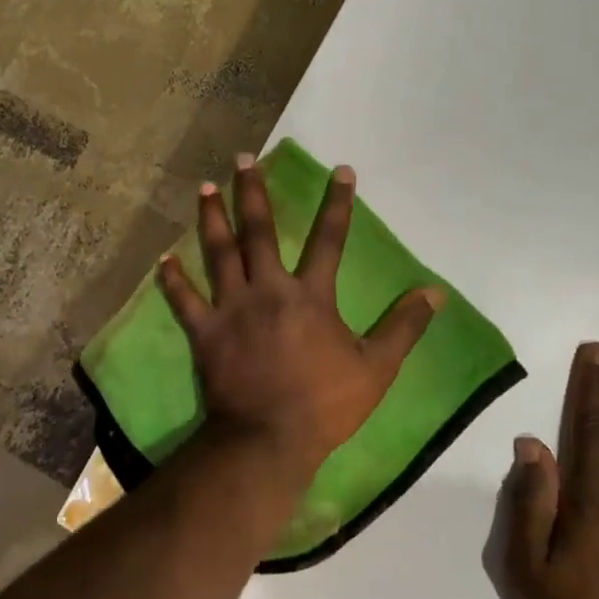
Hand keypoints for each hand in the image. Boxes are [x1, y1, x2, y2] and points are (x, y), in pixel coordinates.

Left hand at [157, 154, 441, 474]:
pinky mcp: (204, 332)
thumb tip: (435, 292)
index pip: (329, 240)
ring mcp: (231, 309)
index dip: (337, 204)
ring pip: (219, 253)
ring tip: (205, 187)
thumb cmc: (325, 404)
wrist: (268, 438)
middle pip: (259, 232)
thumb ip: (404, 326)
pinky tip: (163, 258)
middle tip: (242, 159)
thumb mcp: (377, 368)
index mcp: (310, 296)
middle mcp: (268, 290)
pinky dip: (173, 279)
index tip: (340, 170)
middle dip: (252, 192)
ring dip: (211, 218)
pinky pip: (184, 300)